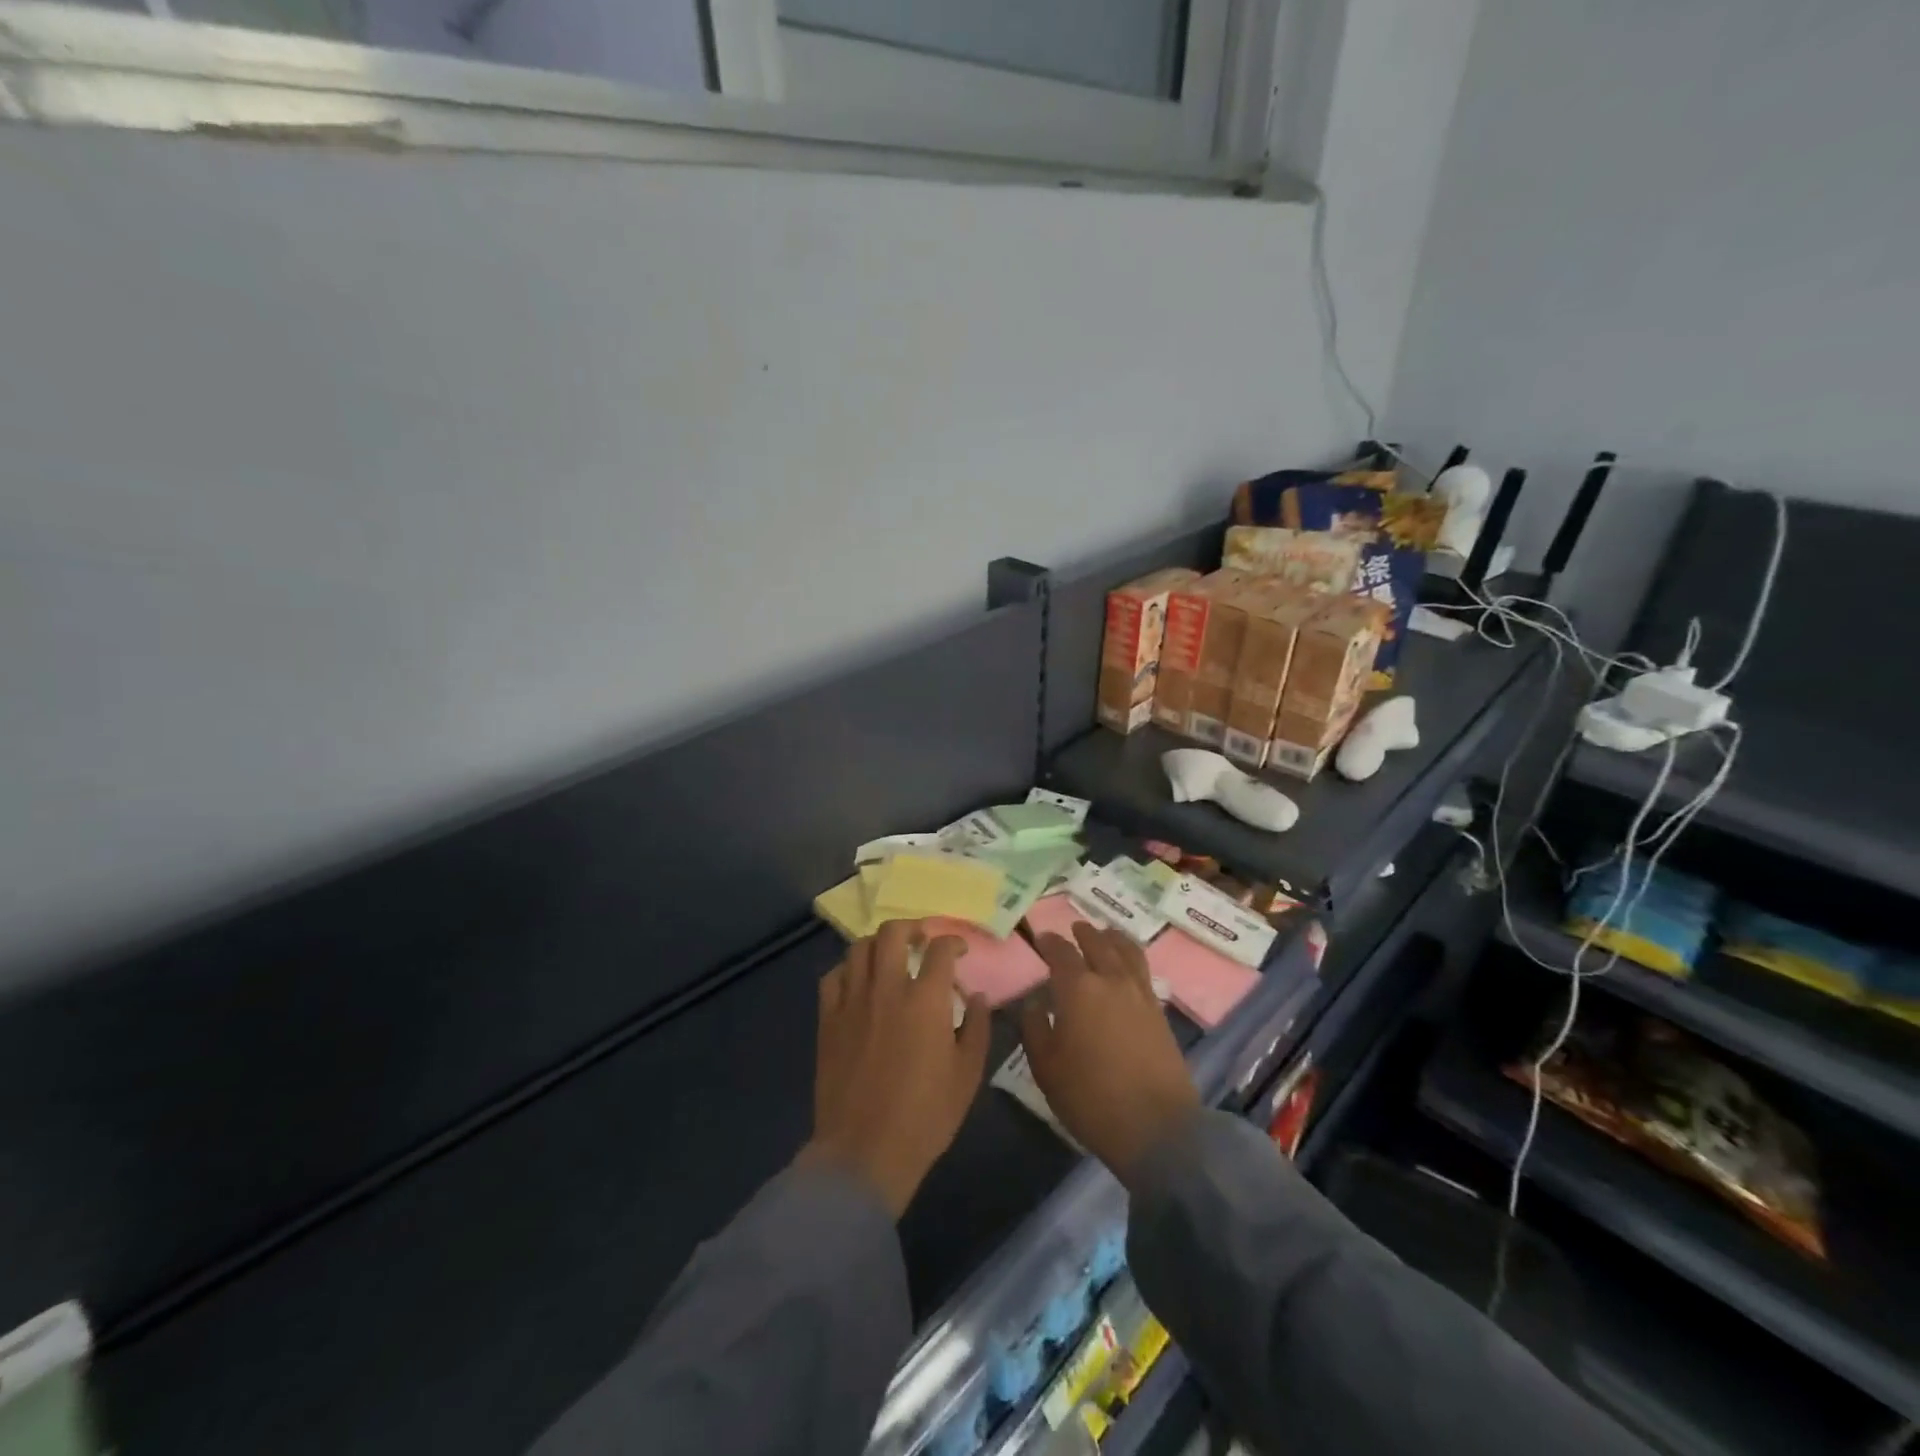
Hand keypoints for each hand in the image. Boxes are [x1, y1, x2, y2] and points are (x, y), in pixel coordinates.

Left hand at [801, 920, 991, 1218]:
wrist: (865, 1151)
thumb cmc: (925, 1116)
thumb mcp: (967, 1075)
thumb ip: (976, 1028)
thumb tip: (977, 997)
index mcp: (926, 1001)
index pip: (940, 949)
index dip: (953, 942)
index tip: (959, 951)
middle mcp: (887, 989)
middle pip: (893, 933)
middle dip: (912, 927)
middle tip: (921, 940)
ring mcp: (853, 1001)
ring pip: (859, 948)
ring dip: (878, 944)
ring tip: (890, 956)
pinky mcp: (828, 1019)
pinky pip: (833, 976)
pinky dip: (848, 969)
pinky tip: (859, 982)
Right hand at [1020, 922, 1200, 1187]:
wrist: (1157, 1128)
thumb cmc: (1091, 1098)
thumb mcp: (1046, 1068)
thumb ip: (1035, 1028)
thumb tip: (1034, 1003)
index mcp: (1078, 989)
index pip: (1061, 953)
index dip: (1049, 942)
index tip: (1041, 938)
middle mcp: (1111, 980)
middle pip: (1098, 943)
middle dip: (1084, 933)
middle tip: (1074, 928)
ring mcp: (1140, 994)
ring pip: (1127, 951)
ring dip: (1113, 938)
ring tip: (1106, 934)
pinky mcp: (1160, 1012)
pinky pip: (1143, 970)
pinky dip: (1131, 957)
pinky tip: (1127, 966)